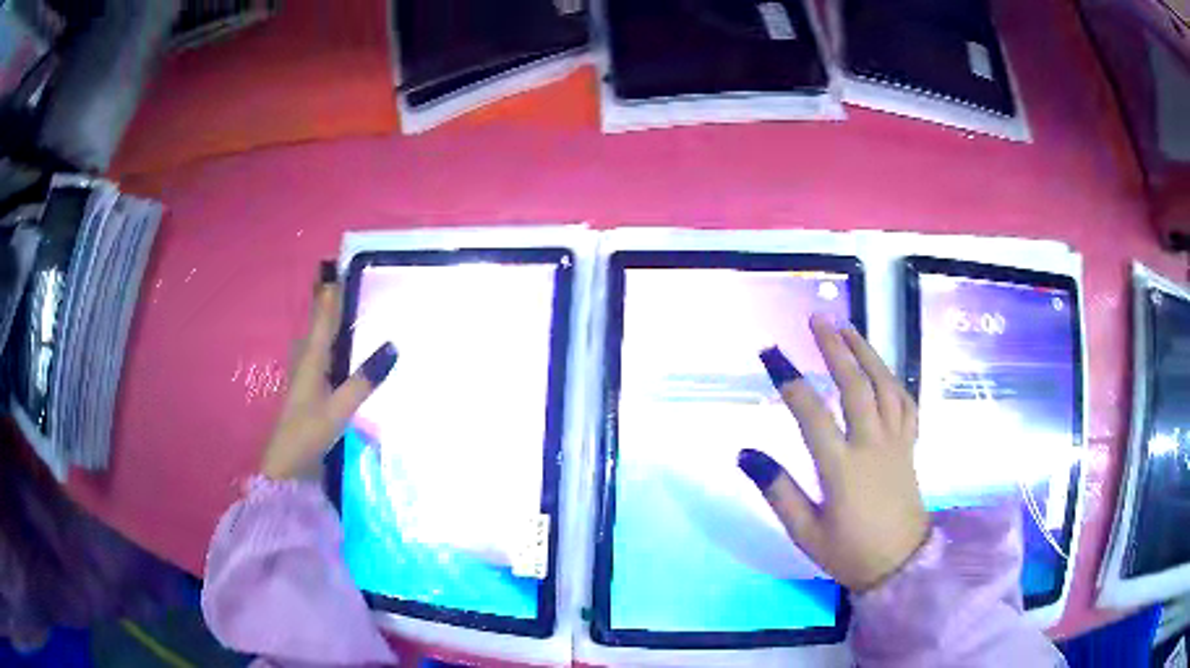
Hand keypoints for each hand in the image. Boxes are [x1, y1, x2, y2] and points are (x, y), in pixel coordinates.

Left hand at [260, 261, 397, 480]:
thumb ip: (364, 380)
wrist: (285, 466)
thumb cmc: (308, 433)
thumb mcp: (339, 408)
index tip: (342, 269)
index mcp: (312, 358)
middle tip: (350, 287)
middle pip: (319, 325)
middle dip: (330, 305)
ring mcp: (305, 377)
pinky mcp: (308, 392)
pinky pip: (321, 358)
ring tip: (349, 315)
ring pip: (318, 342)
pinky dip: (332, 348)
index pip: (324, 317)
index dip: (332, 294)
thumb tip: (394, 346)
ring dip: (331, 326)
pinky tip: (343, 355)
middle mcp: (306, 361)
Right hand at [738, 314, 927, 591]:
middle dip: (834, 348)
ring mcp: (896, 442)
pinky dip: (893, 380)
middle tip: (816, 319)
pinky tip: (882, 370)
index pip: (811, 413)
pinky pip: (905, 404)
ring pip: (884, 386)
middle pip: (855, 386)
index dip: (789, 378)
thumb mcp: (804, 531)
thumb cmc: (848, 552)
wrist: (900, 564)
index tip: (769, 352)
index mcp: (842, 467)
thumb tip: (745, 453)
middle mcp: (871, 445)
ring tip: (848, 327)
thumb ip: (777, 491)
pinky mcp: (910, 446)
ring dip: (866, 353)